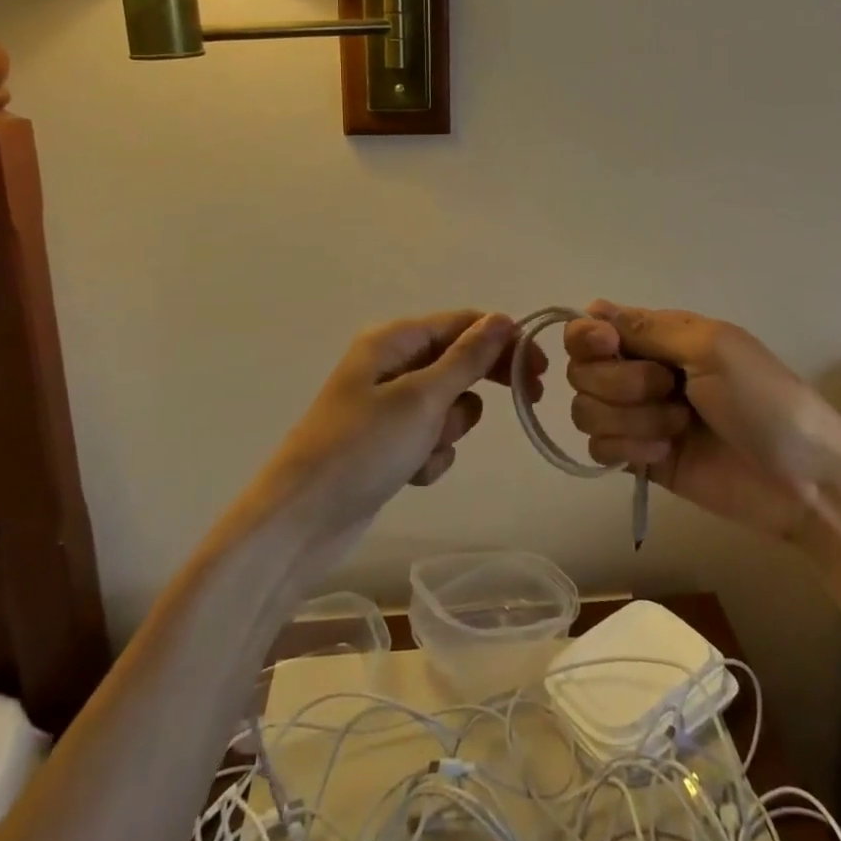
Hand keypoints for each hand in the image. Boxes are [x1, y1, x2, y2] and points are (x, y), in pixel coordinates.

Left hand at [259, 311, 544, 546]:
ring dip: (449, 428)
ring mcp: (387, 406)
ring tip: (425, 449)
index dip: (503, 341)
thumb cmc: (363, 448)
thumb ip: (467, 358)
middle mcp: (390, 364)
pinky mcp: (387, 443)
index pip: (462, 323)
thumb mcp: (422, 398)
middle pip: (457, 361)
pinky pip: (429, 438)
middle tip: (529, 399)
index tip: (539, 369)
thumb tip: (503, 318)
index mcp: (393, 340)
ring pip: (447, 405)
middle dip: (481, 384)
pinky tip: (411, 474)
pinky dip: (430, 454)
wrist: (301, 521)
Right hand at [565, 302, 840, 540]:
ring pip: (586, 409)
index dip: (588, 337)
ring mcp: (638, 417)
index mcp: (659, 336)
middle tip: (668, 390)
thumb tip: (592, 307)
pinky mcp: (639, 459)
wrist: (804, 481)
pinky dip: (628, 449)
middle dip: (619, 383)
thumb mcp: (712, 348)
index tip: (609, 347)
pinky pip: (598, 448)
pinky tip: (664, 455)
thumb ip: (648, 328)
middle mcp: (640, 371)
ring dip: (630, 419)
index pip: (592, 327)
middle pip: (582, 370)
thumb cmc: (765, 401)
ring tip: (677, 428)